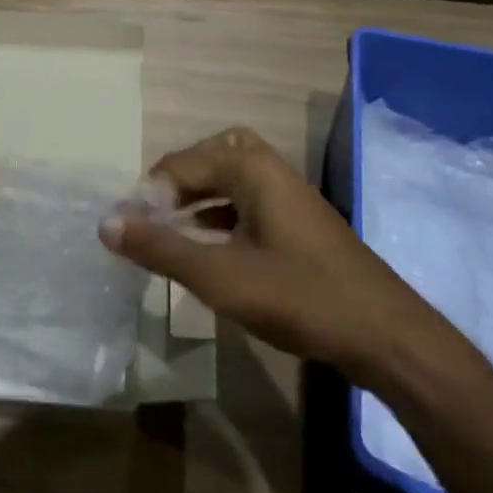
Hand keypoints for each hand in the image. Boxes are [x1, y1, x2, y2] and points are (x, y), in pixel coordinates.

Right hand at [100, 127, 451, 376]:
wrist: (386, 336)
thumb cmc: (299, 297)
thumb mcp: (219, 276)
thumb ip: (161, 248)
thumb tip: (106, 223)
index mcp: (253, 169)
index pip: (183, 163)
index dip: (150, 192)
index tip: (130, 229)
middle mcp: (272, 171)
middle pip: (212, 156)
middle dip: (178, 180)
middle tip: (154, 214)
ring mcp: (290, 198)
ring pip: (233, 180)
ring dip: (199, 198)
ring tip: (171, 230)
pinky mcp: (300, 225)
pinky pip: (249, 203)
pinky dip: (222, 216)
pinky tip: (210, 249)